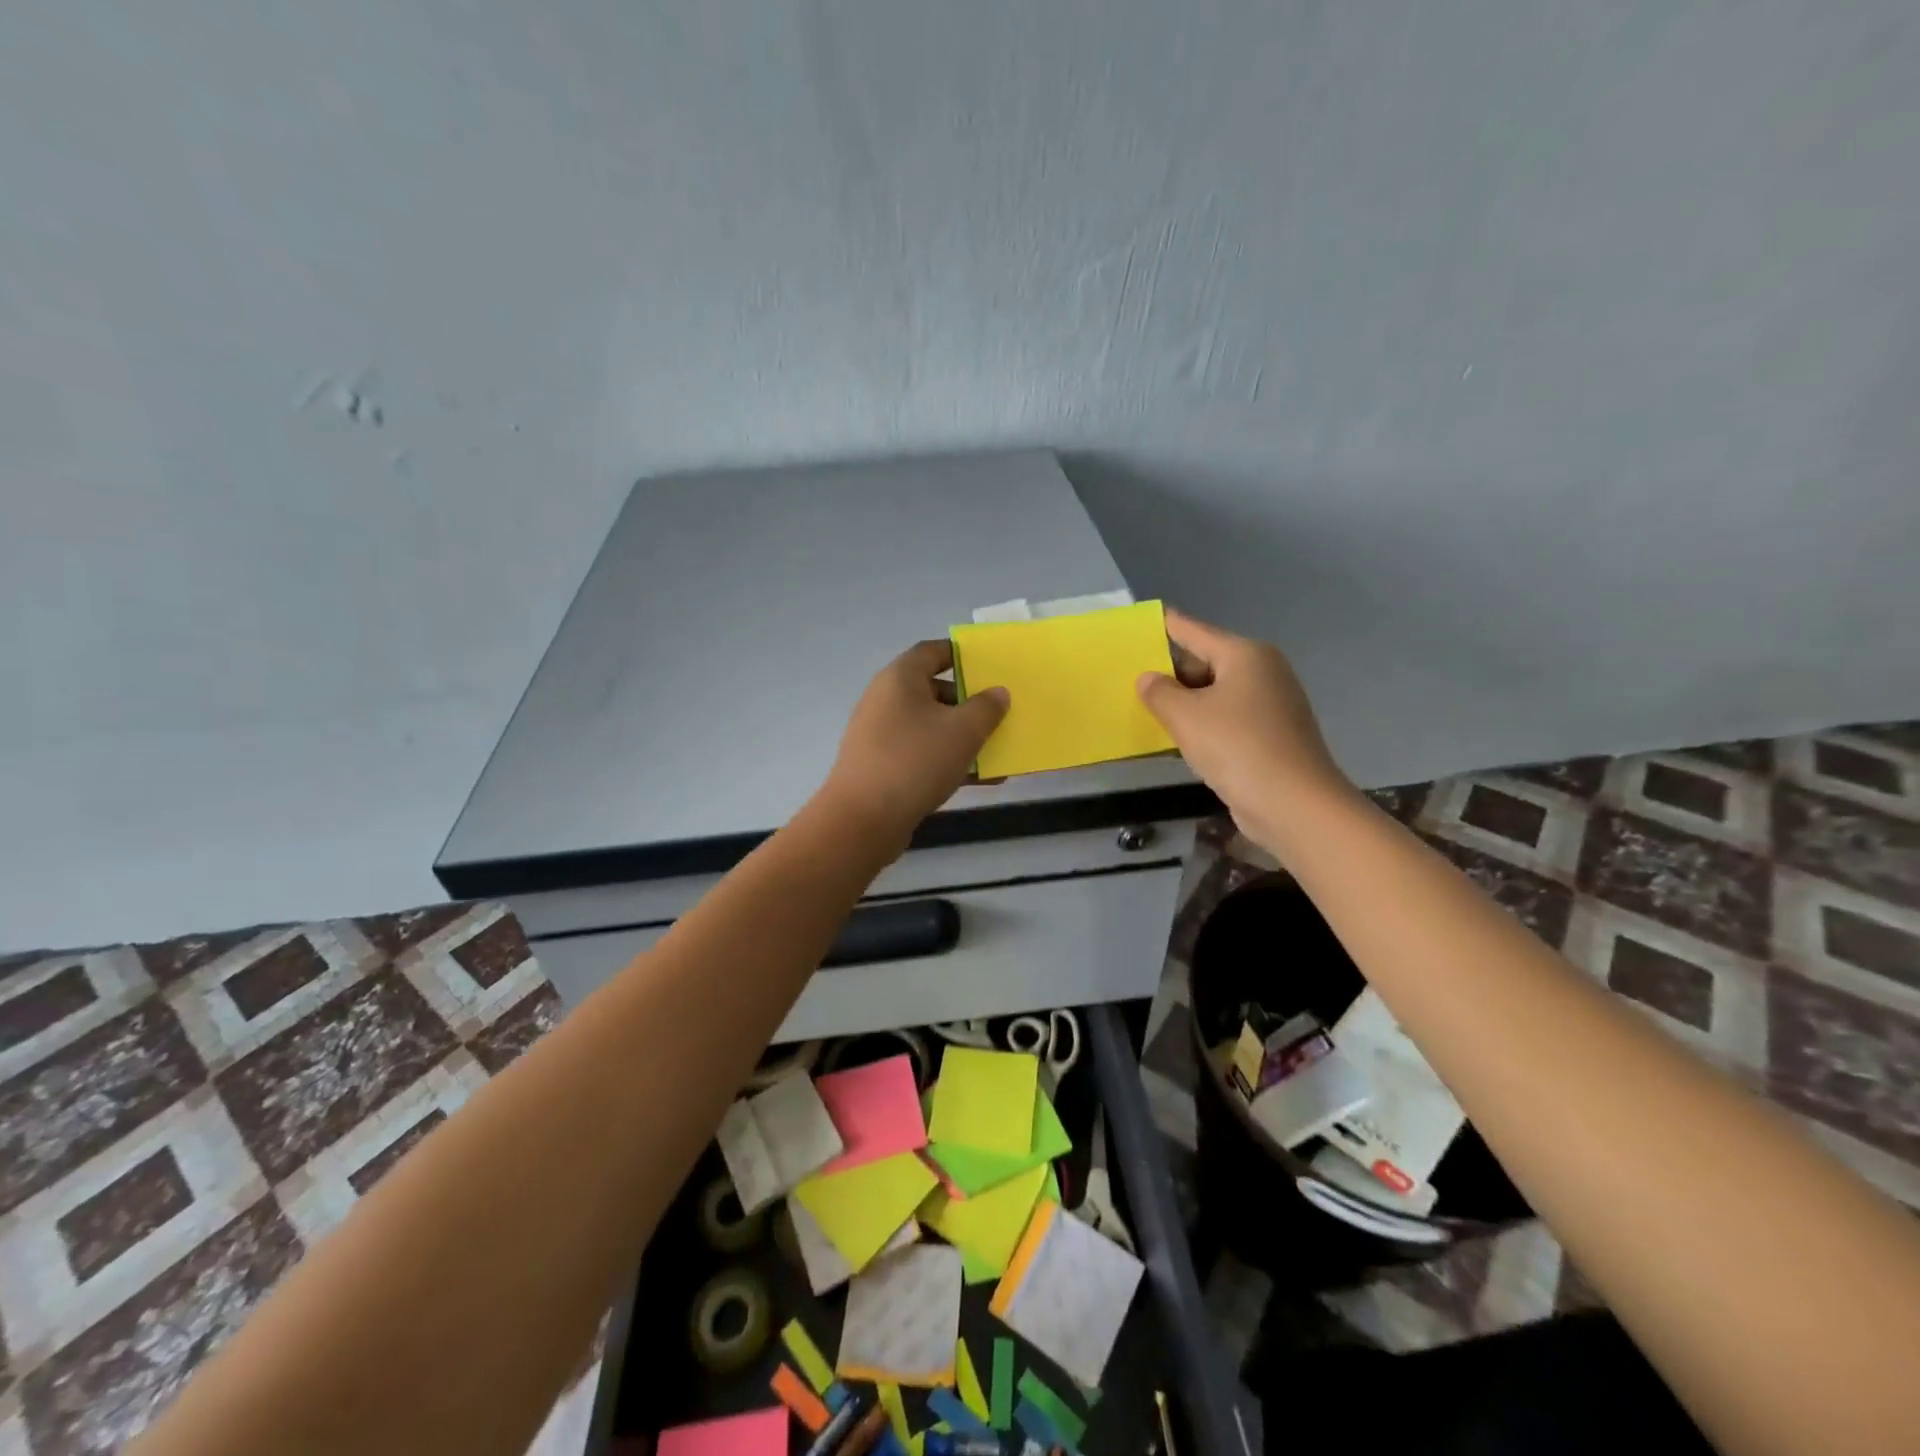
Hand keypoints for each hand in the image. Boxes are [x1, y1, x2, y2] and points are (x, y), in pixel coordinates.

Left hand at [823, 640, 1009, 845]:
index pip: (931, 652)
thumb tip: (997, 693)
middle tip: (1000, 712)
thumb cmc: (915, 760)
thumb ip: (987, 707)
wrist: (864, 819)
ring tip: (999, 749)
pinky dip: (950, 761)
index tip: (989, 665)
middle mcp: (886, 700)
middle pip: (933, 691)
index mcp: (900, 678)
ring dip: (964, 736)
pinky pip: (923, 754)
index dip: (961, 654)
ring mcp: (882, 735)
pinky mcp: (883, 767)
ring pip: (931, 727)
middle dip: (969, 702)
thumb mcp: (963, 731)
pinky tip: (982, 779)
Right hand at [1136, 609, 1352, 854]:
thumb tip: (1148, 679)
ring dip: (1184, 703)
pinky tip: (1178, 739)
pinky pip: (1227, 720)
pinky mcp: (1271, 737)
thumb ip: (1159, 693)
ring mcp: (1271, 706)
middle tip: (1130, 679)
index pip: (1194, 631)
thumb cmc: (1237, 747)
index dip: (1166, 626)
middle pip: (1206, 663)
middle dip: (1170, 673)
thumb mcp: (1186, 717)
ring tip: (1145, 709)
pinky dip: (1203, 725)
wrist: (1295, 805)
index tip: (1142, 621)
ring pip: (1215, 695)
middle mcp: (1263, 672)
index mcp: (1245, 655)